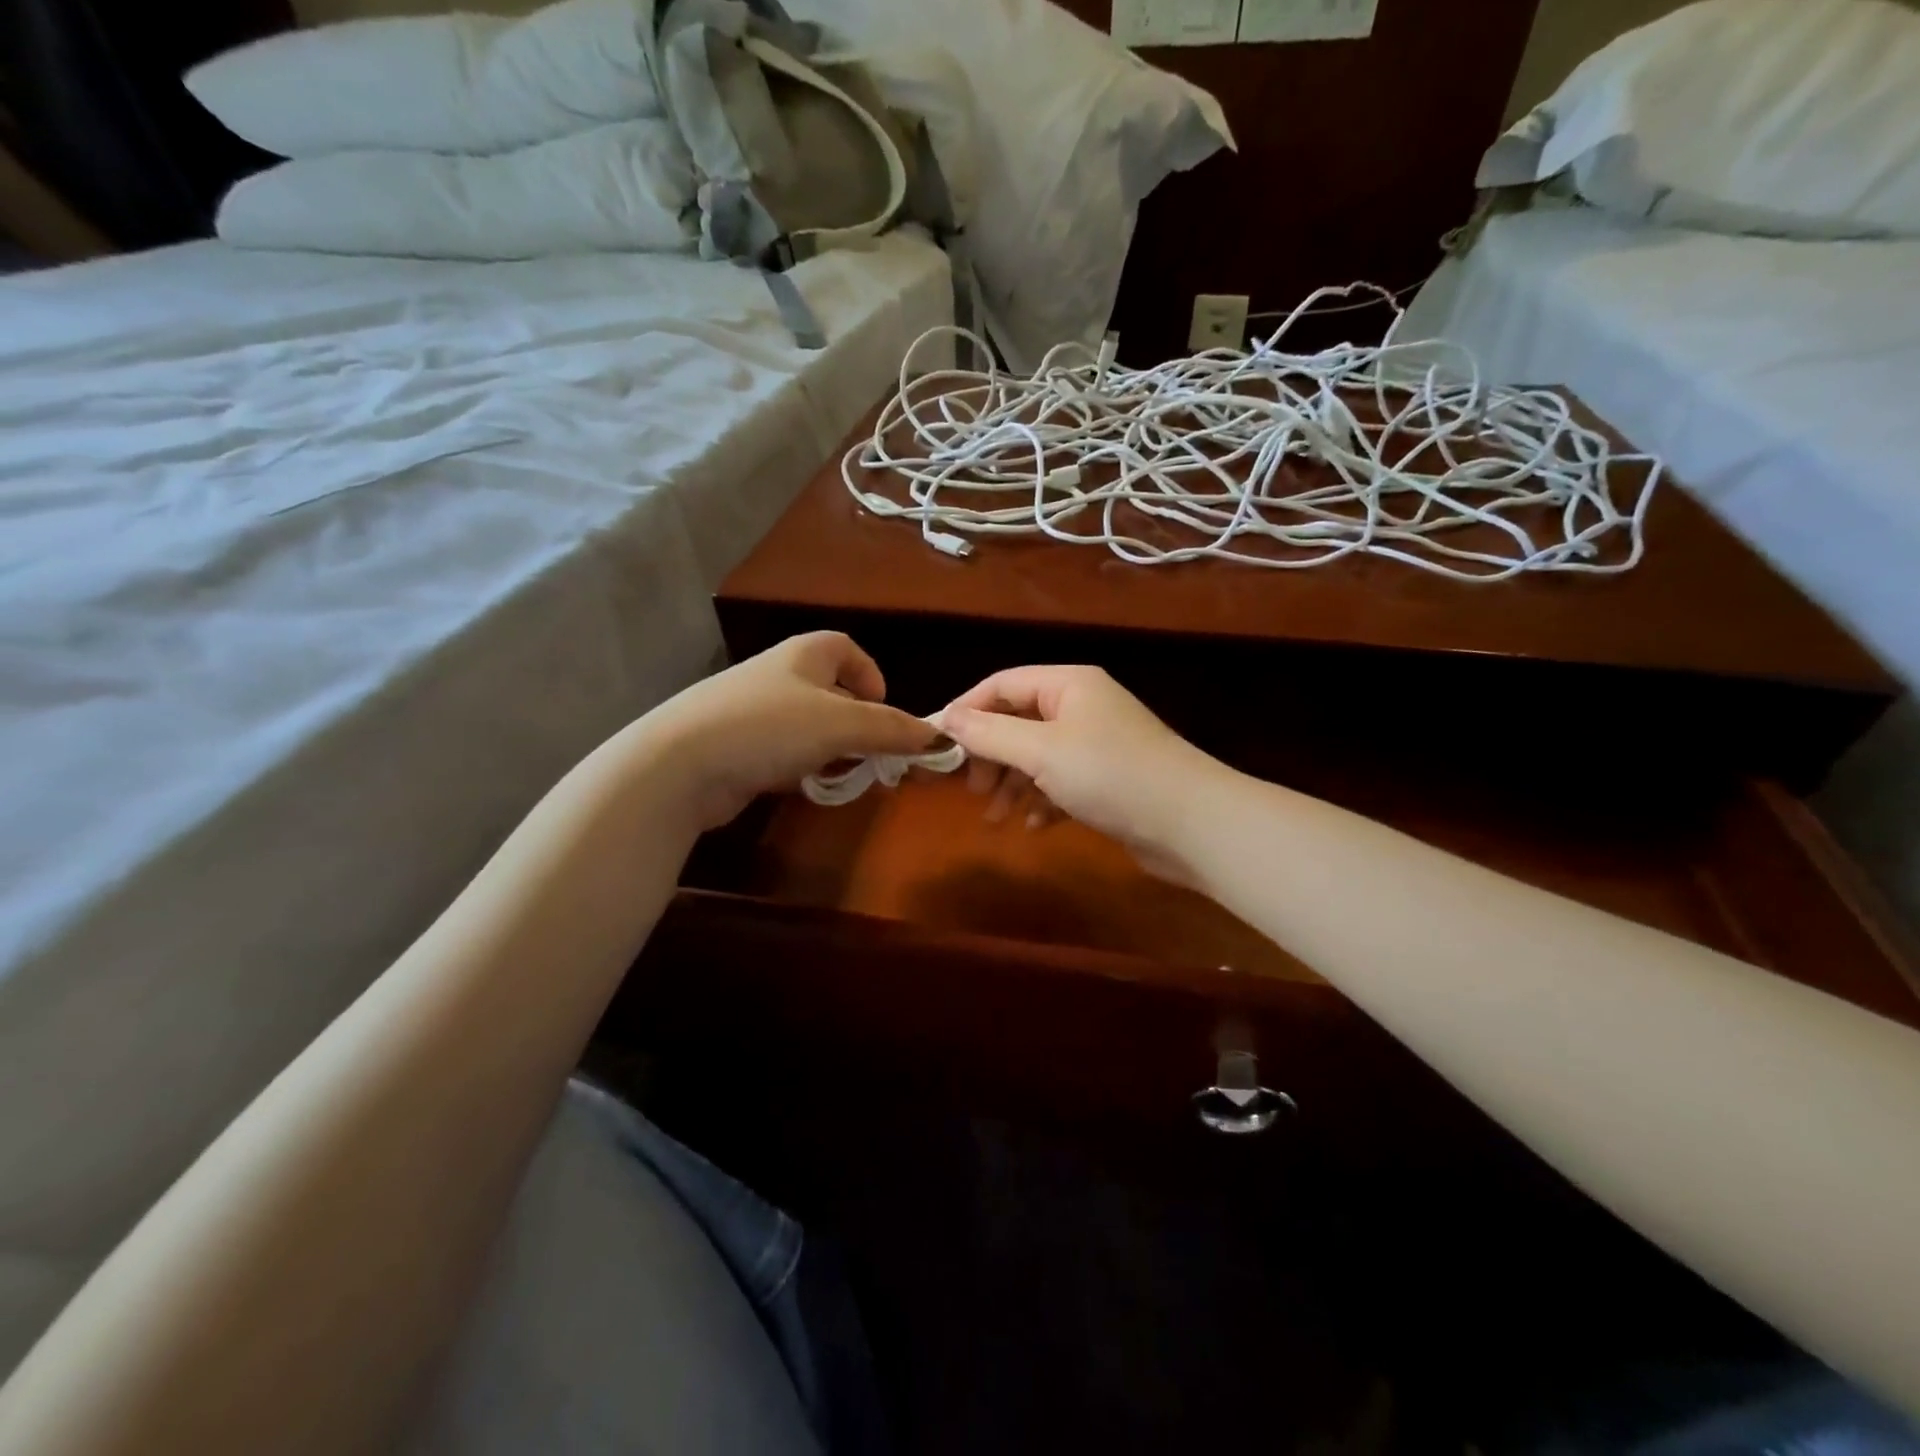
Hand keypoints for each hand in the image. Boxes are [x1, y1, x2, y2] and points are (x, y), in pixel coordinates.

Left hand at [643, 633, 937, 828]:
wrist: (679, 763)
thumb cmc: (769, 727)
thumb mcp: (842, 725)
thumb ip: (891, 729)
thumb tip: (936, 736)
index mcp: (802, 655)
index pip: (845, 648)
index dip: (870, 675)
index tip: (884, 710)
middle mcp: (777, 675)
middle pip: (830, 690)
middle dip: (857, 721)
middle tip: (875, 753)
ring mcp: (751, 711)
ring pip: (808, 725)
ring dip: (832, 749)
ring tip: (845, 775)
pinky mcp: (735, 747)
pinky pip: (782, 751)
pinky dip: (801, 766)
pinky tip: (805, 787)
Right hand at [939, 666, 1228, 880]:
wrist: (1191, 823)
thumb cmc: (1110, 774)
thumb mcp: (1041, 751)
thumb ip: (989, 734)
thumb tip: (945, 718)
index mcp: (1068, 685)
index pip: (1002, 685)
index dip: (967, 711)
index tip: (938, 745)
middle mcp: (1082, 708)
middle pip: (1018, 722)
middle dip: (991, 755)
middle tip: (971, 789)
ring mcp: (1097, 745)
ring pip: (1037, 757)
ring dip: (1012, 784)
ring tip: (995, 817)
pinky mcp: (1108, 781)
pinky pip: (1061, 783)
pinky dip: (1043, 801)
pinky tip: (1035, 826)